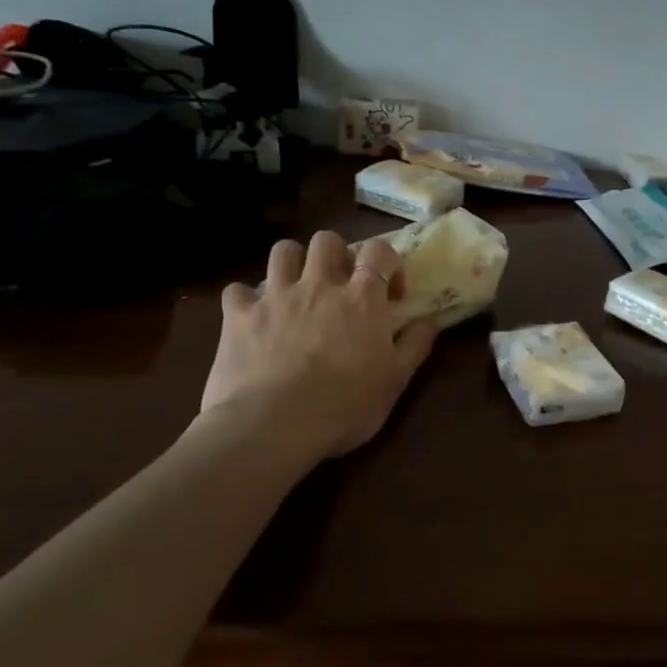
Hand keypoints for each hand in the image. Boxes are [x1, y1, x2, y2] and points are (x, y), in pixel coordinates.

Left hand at [201, 231, 437, 457]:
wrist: (274, 425)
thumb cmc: (345, 405)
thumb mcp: (395, 381)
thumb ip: (415, 345)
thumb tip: (429, 320)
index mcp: (361, 299)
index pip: (379, 251)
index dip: (387, 262)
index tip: (390, 293)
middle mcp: (319, 285)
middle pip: (327, 240)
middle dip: (336, 254)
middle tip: (340, 284)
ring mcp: (275, 297)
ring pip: (283, 251)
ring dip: (293, 263)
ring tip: (297, 289)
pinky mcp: (238, 316)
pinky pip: (236, 290)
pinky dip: (246, 299)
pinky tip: (252, 317)